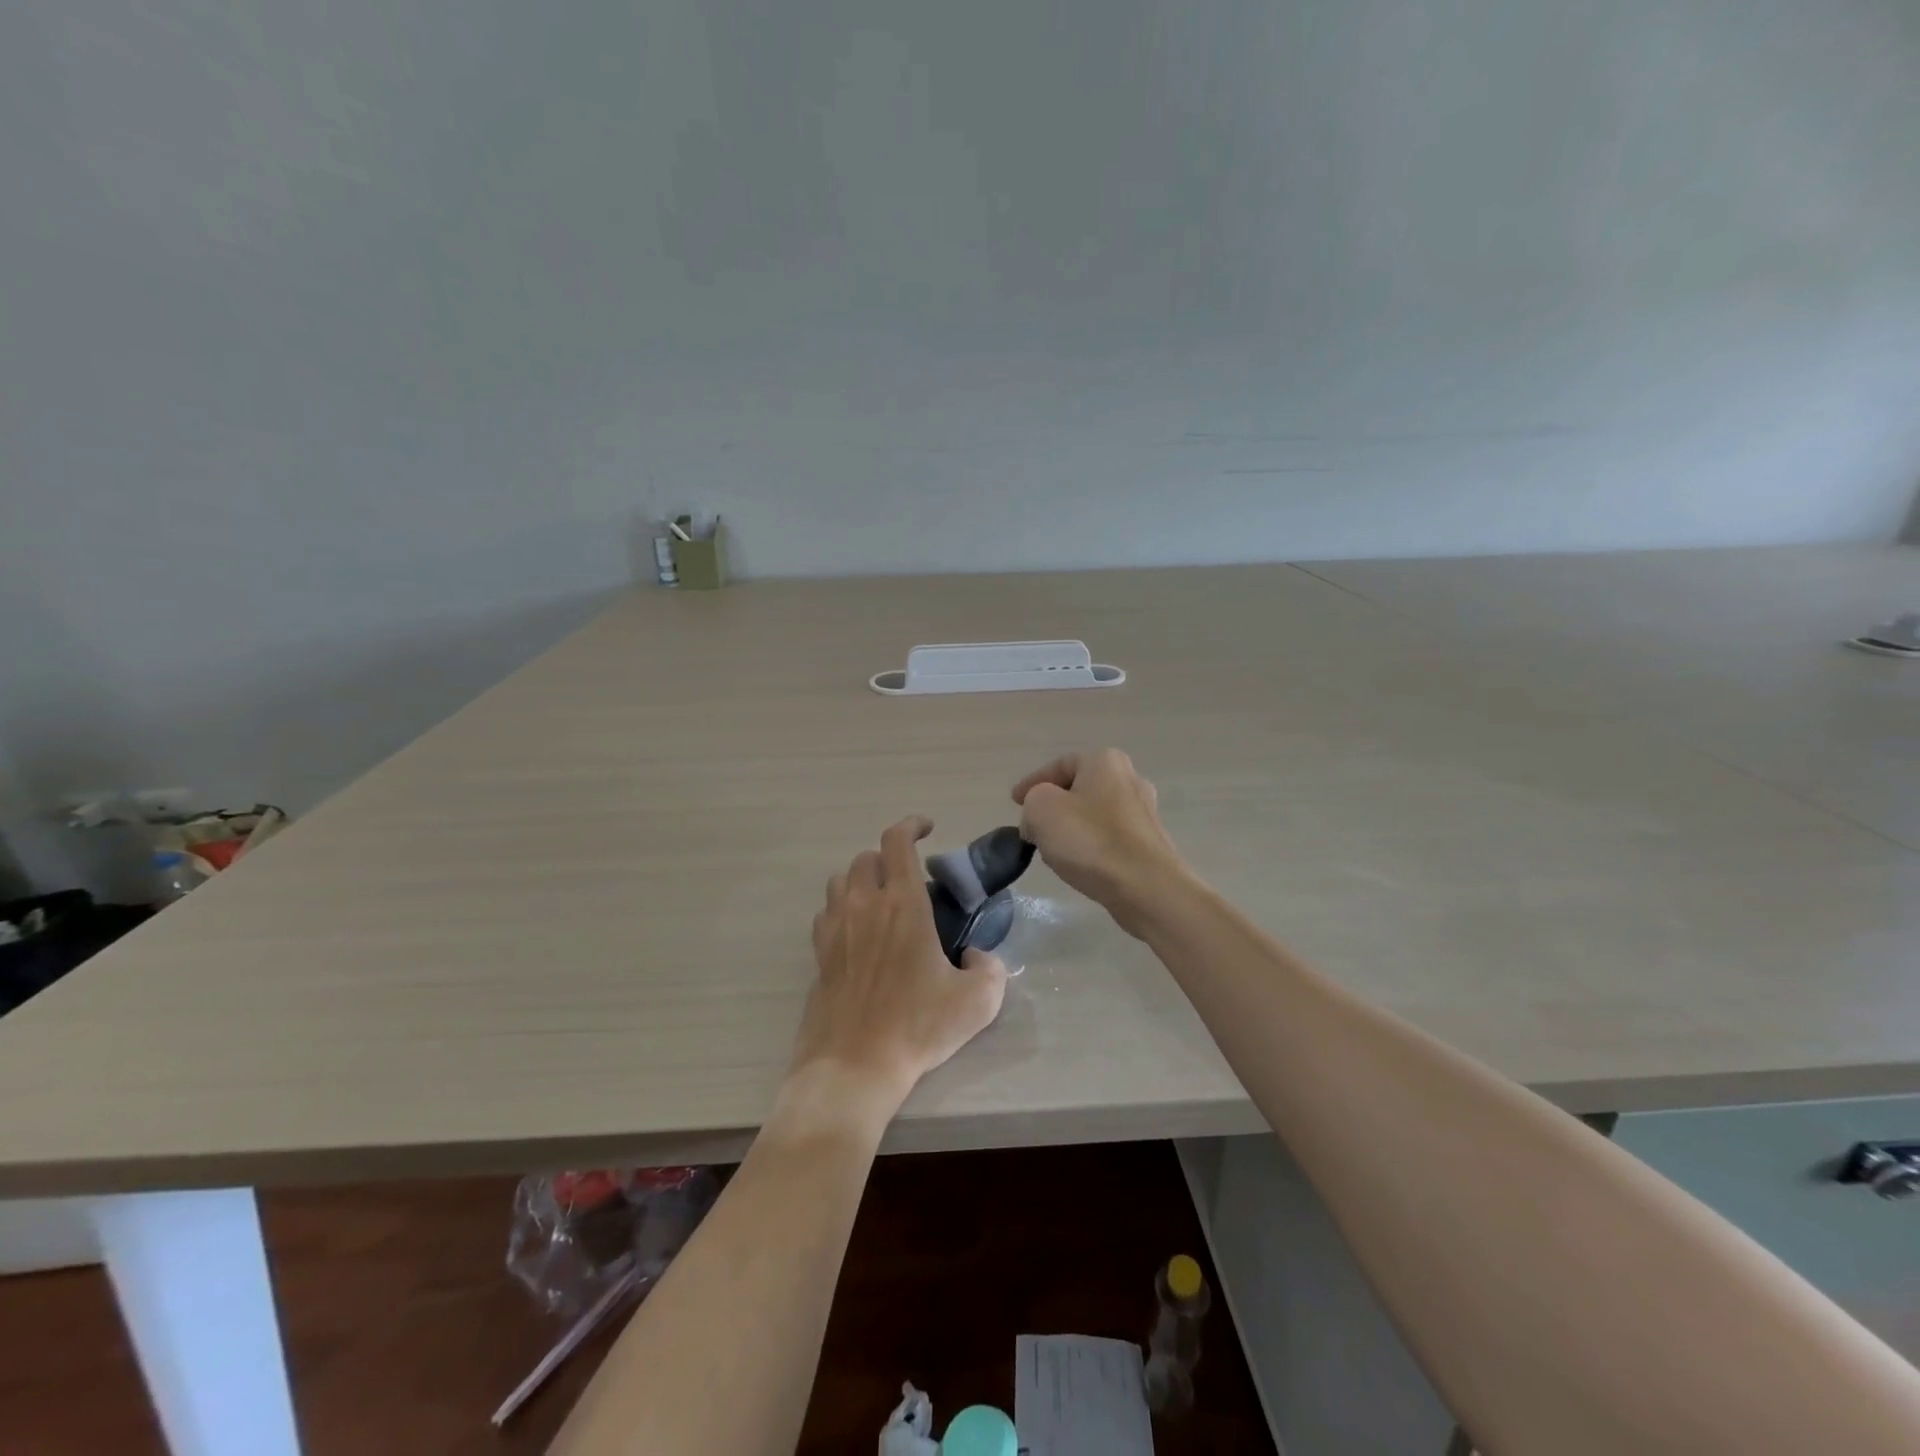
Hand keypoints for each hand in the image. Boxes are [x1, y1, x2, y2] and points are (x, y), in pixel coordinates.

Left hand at [790, 816, 1008, 1113]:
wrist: (853, 1066)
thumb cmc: (917, 1028)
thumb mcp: (977, 1001)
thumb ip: (990, 968)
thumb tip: (977, 955)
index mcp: (902, 904)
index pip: (897, 841)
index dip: (912, 825)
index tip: (927, 829)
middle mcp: (864, 905)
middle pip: (866, 857)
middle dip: (890, 858)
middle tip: (911, 880)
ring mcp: (835, 928)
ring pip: (841, 880)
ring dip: (863, 880)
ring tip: (883, 902)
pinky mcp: (819, 953)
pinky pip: (827, 911)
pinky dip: (843, 908)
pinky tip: (860, 932)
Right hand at [1012, 749, 1186, 937]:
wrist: (1146, 888)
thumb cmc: (1090, 840)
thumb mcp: (1041, 809)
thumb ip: (1031, 802)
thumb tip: (1038, 822)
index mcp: (1105, 761)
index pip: (1060, 765)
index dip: (1032, 782)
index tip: (1014, 802)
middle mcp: (1130, 779)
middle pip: (1079, 789)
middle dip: (1053, 806)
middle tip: (1033, 826)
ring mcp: (1144, 812)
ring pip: (1094, 814)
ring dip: (1071, 828)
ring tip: (1052, 850)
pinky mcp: (1149, 843)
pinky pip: (1109, 838)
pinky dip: (1090, 846)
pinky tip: (1079, 866)